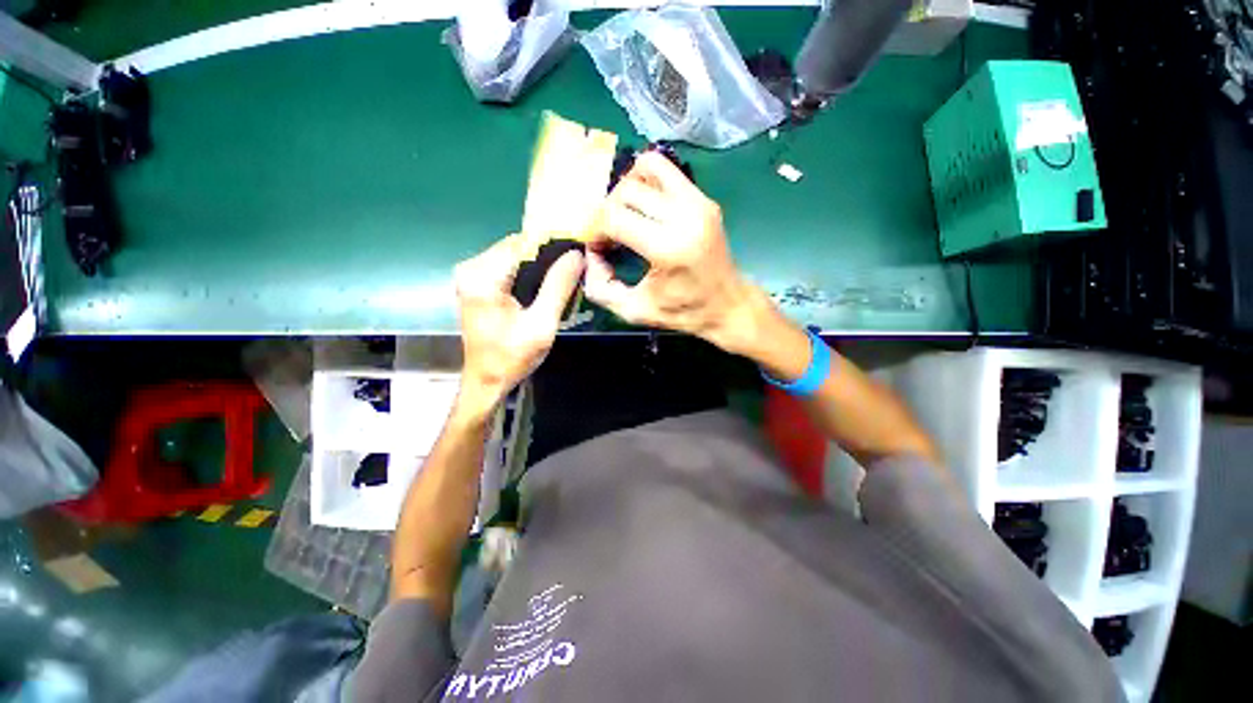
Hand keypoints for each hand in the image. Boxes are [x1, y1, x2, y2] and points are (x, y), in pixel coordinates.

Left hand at [454, 235, 583, 413]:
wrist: (486, 380)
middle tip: (571, 272)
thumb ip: (558, 287)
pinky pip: (507, 266)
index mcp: (483, 277)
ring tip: (561, 281)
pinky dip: (528, 272)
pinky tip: (543, 287)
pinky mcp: (476, 283)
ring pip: (514, 255)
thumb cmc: (512, 357)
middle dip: (546, 257)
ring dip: (539, 265)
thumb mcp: (542, 324)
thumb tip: (576, 254)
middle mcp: (471, 268)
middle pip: (517, 247)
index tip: (576, 255)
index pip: (523, 244)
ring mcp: (471, 274)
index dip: (552, 246)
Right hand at [584, 152, 769, 357]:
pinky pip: (666, 171)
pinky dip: (646, 182)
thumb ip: (600, 287)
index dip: (595, 230)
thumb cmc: (683, 312)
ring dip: (626, 188)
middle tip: (609, 235)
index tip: (597, 247)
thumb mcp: (634, 310)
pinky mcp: (704, 198)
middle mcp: (684, 216)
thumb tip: (589, 254)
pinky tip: (643, 208)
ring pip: (646, 167)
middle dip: (606, 210)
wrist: (728, 305)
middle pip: (626, 190)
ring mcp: (698, 202)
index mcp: (667, 248)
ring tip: (625, 215)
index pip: (613, 217)